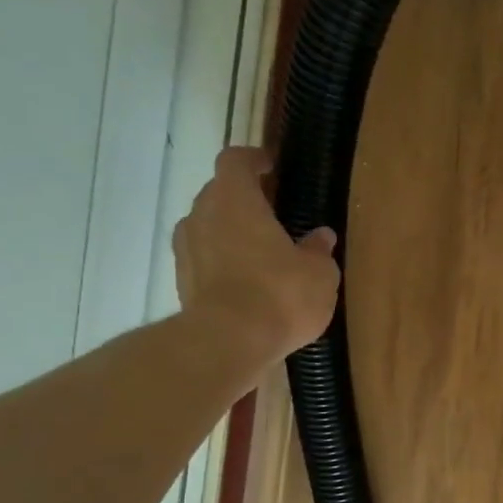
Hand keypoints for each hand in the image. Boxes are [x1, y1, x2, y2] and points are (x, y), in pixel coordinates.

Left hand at [173, 147, 339, 364]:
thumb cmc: (281, 294)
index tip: (271, 166)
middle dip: (244, 200)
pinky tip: (249, 283)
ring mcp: (186, 249)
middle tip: (275, 216)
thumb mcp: (319, 273)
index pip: (235, 161)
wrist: (228, 342)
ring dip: (231, 233)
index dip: (253, 160)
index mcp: (235, 200)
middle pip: (219, 193)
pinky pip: (204, 259)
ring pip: (208, 227)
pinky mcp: (181, 281)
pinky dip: (223, 262)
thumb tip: (320, 237)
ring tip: (262, 253)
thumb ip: (318, 250)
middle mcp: (202, 215)